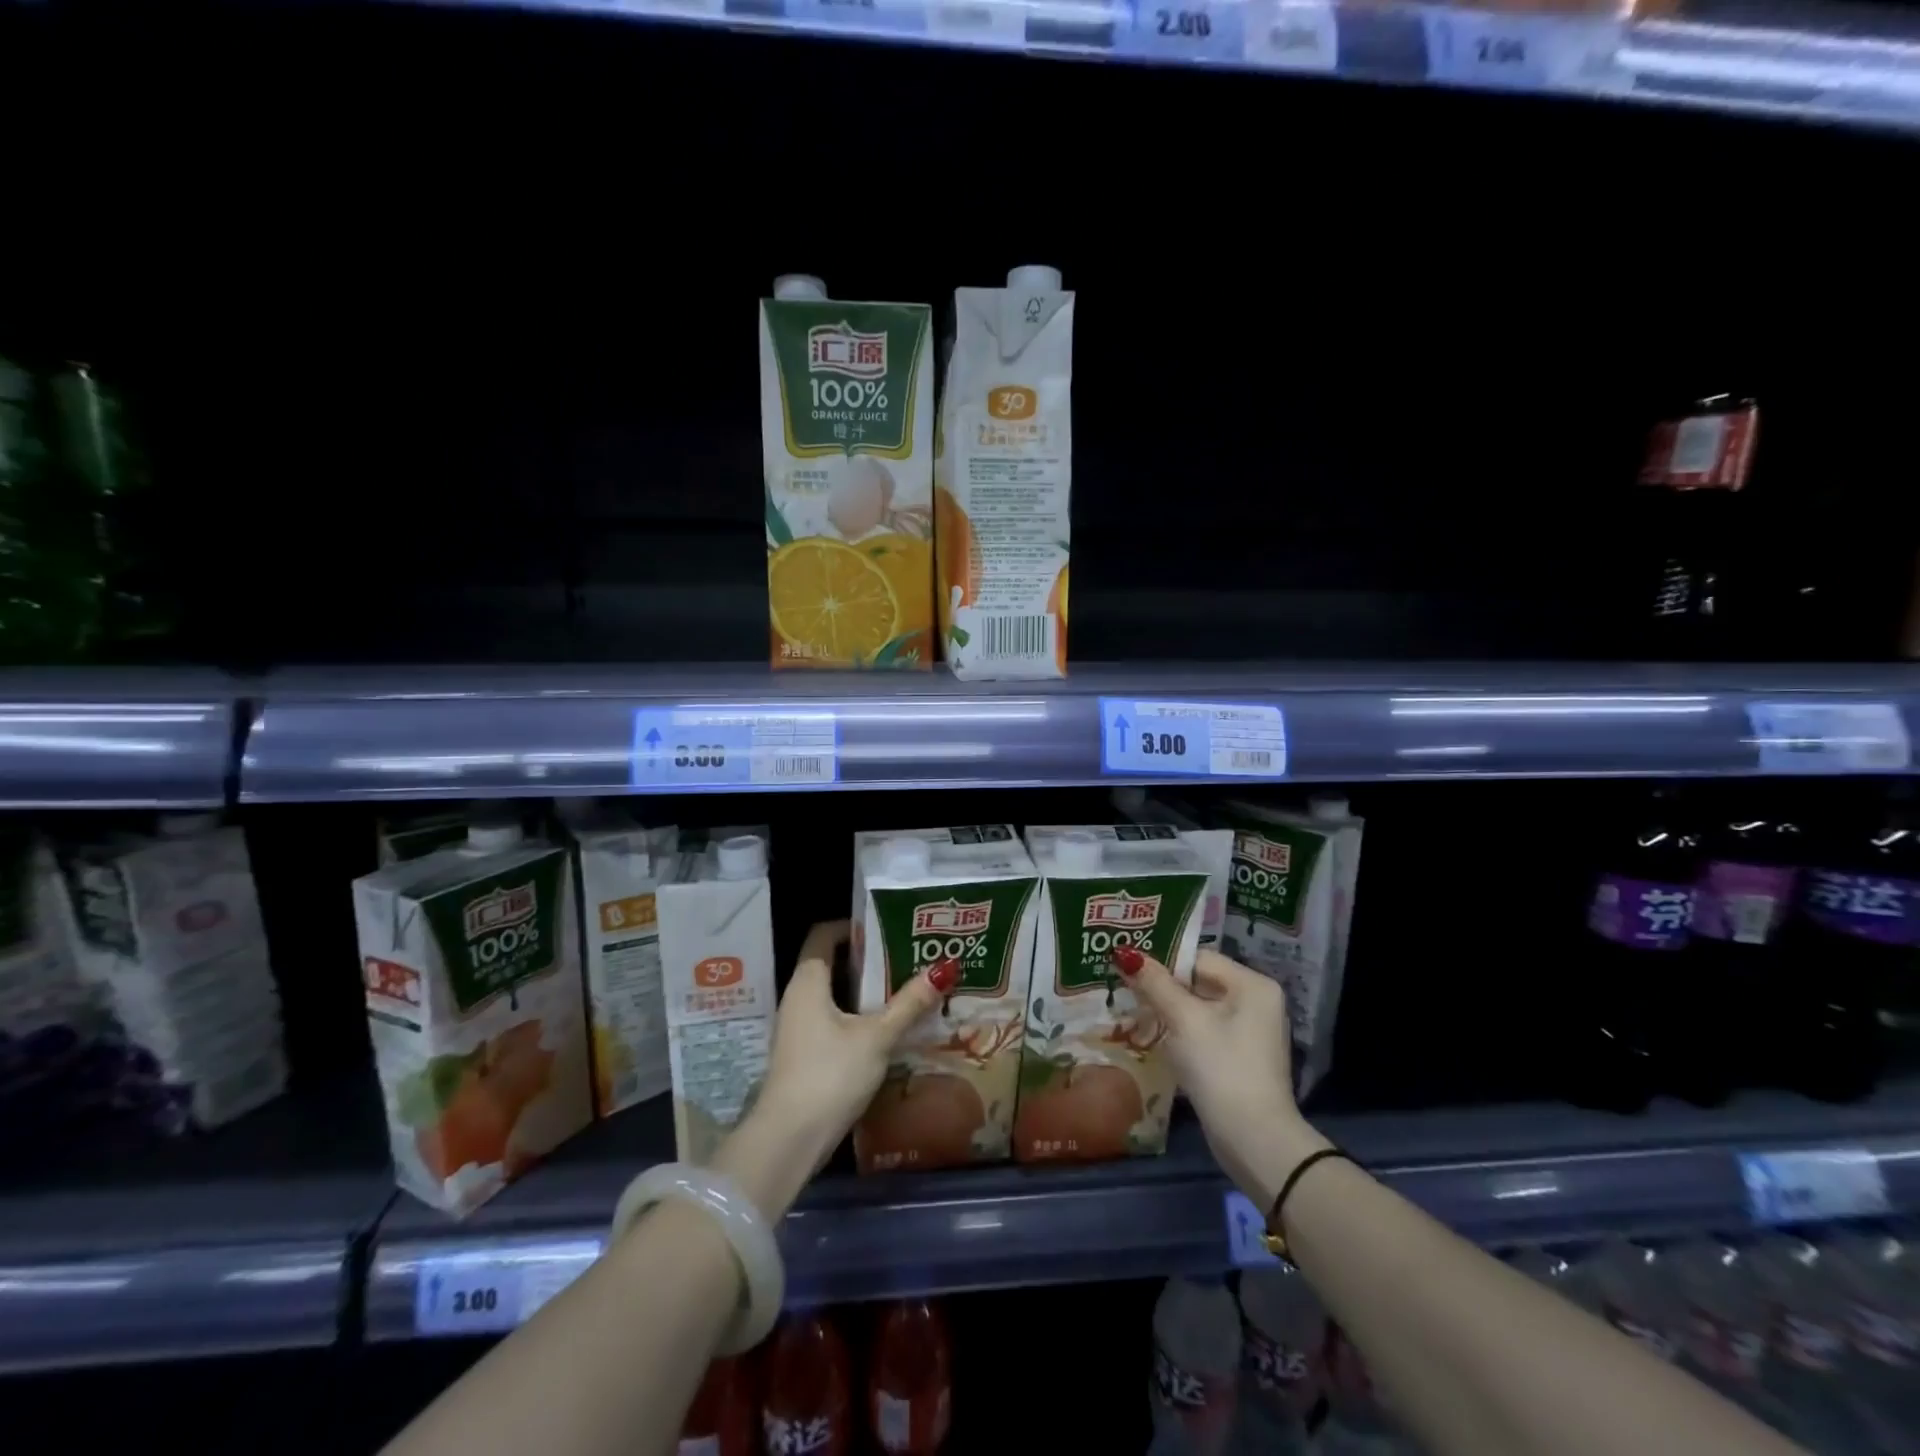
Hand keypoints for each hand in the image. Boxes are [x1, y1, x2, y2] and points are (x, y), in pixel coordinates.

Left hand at [713, 920, 953, 1216]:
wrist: (788, 1141)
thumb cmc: (830, 1074)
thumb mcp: (877, 1036)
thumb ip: (909, 1003)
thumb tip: (945, 967)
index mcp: (808, 981)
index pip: (823, 934)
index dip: (852, 925)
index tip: (887, 926)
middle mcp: (798, 997)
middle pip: (831, 963)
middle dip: (867, 959)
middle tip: (906, 955)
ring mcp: (798, 1028)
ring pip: (834, 995)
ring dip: (865, 990)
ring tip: (904, 987)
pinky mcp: (804, 1054)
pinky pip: (833, 1020)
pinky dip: (858, 1016)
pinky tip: (887, 1028)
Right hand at [1113, 946, 1328, 1207]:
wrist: (1255, 1142)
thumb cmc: (1220, 1069)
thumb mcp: (1183, 1021)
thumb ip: (1154, 984)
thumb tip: (1124, 953)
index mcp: (1252, 984)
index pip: (1196, 958)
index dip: (1161, 963)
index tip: (1126, 971)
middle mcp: (1256, 1001)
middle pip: (1197, 981)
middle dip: (1161, 988)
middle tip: (1123, 992)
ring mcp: (1250, 1031)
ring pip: (1198, 1007)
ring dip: (1167, 1011)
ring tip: (1133, 1015)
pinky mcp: (1240, 1056)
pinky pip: (1204, 1030)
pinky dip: (1180, 1032)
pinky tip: (1155, 1040)